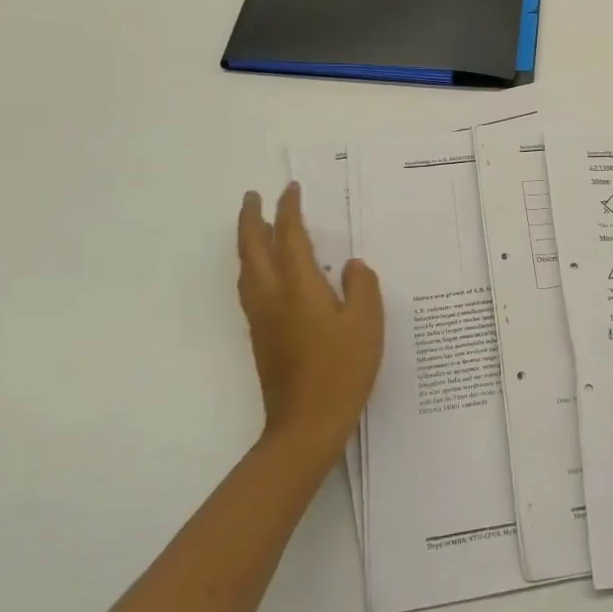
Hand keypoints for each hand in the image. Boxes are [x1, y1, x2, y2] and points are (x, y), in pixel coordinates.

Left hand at [236, 182, 383, 464]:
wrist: (306, 423)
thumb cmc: (342, 368)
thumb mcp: (367, 322)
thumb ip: (362, 286)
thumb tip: (351, 266)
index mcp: (297, 286)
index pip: (289, 235)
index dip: (289, 209)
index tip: (290, 188)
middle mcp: (271, 295)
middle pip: (252, 247)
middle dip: (252, 218)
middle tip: (254, 196)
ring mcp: (261, 317)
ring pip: (246, 268)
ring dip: (248, 241)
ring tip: (257, 227)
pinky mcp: (261, 336)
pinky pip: (250, 286)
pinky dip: (252, 265)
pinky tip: (266, 271)